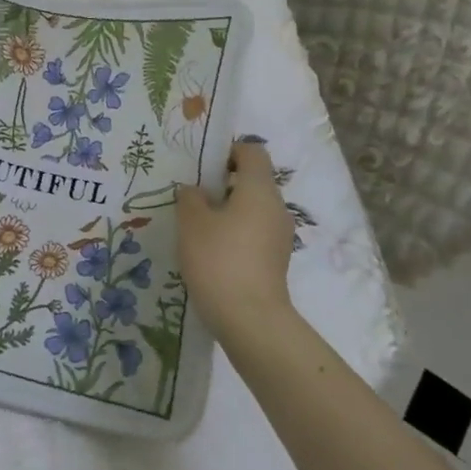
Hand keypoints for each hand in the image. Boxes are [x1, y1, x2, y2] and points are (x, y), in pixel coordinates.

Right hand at [175, 140, 299, 346]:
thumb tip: (195, 191)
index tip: (203, 167)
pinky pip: (255, 232)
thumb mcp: (192, 223)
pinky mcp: (275, 259)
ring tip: (197, 227)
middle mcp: (276, 207)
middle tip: (192, 198)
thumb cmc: (219, 259)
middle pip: (253, 181)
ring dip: (228, 211)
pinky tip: (211, 251)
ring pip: (253, 209)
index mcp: (259, 189)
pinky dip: (236, 233)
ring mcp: (280, 235)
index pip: (252, 152)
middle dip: (223, 184)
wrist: (249, 318)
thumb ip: (190, 198)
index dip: (228, 151)